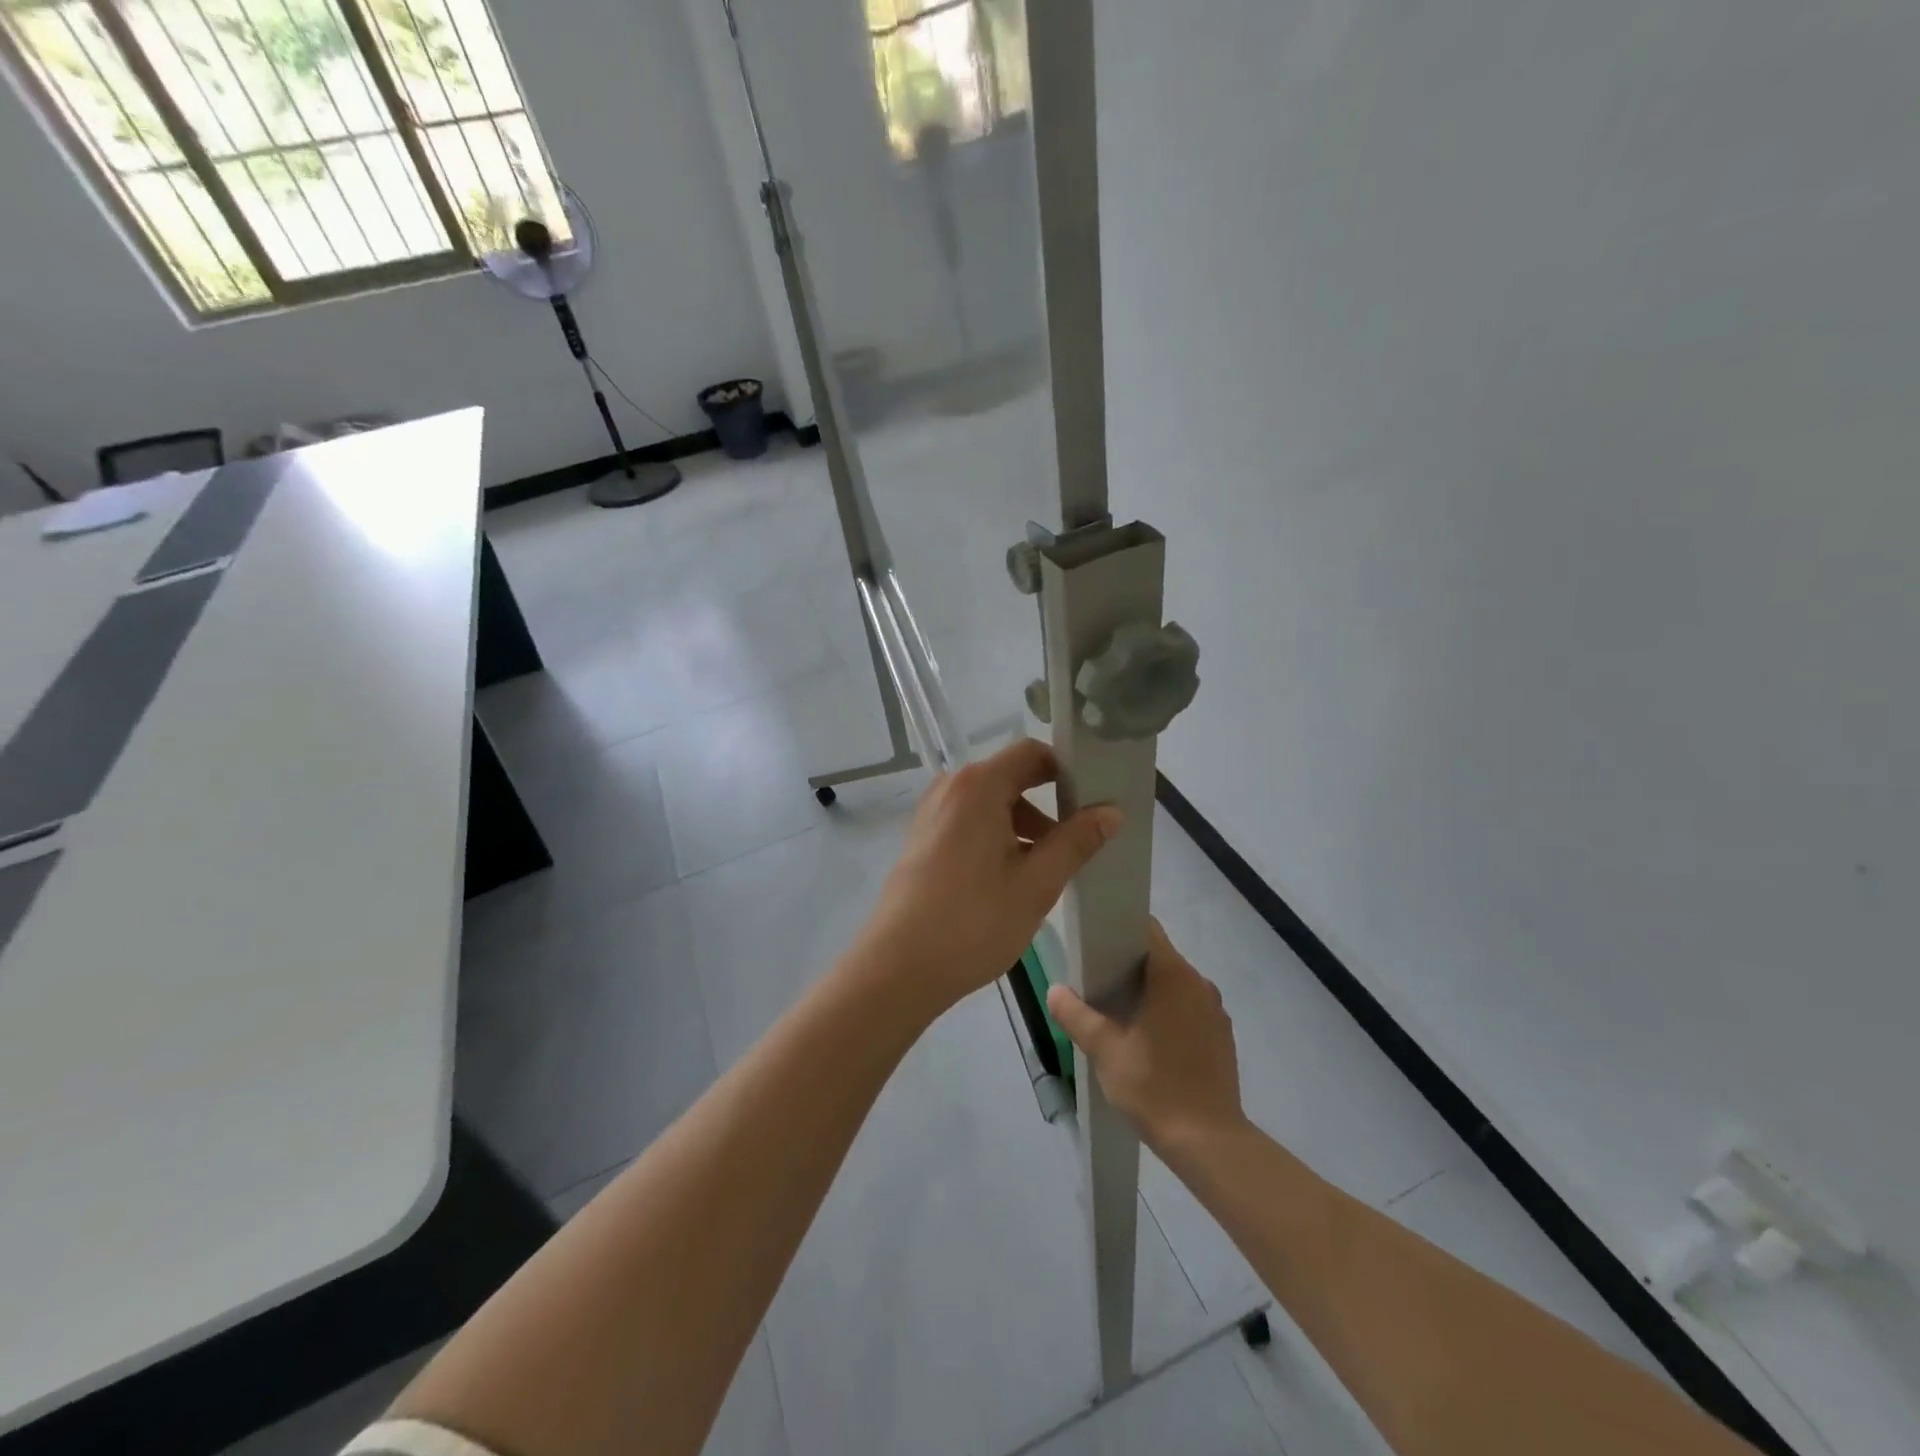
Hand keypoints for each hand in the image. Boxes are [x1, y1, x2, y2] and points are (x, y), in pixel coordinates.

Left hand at [856, 739, 1120, 1017]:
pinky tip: (1013, 878)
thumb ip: (1076, 841)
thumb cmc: (973, 922)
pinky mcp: (923, 838)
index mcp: (978, 786)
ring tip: (1049, 869)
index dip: (1067, 770)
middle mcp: (951, 788)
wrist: (898, 967)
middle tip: (1081, 840)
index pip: (1032, 753)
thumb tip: (1111, 811)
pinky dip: (998, 837)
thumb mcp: (1036, 883)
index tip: (1094, 799)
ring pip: (991, 804)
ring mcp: (932, 813)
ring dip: (1024, 826)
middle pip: (1011, 777)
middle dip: (1049, 804)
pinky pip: (970, 822)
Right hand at [1047, 919, 1244, 1150]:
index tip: (1095, 945)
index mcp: (1173, 975)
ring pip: (1174, 982)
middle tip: (1097, 983)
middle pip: (1159, 955)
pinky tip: (1149, 1039)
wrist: (1209, 1142)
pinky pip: (1189, 1005)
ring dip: (1148, 989)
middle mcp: (1199, 982)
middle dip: (1128, 963)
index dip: (1118, 930)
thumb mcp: (1104, 1050)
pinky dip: (1168, 1010)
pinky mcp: (1221, 1033)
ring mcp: (1215, 1008)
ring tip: (1119, 1013)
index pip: (1145, 929)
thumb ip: (1076, 1015)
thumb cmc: (1154, 1087)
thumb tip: (1055, 990)